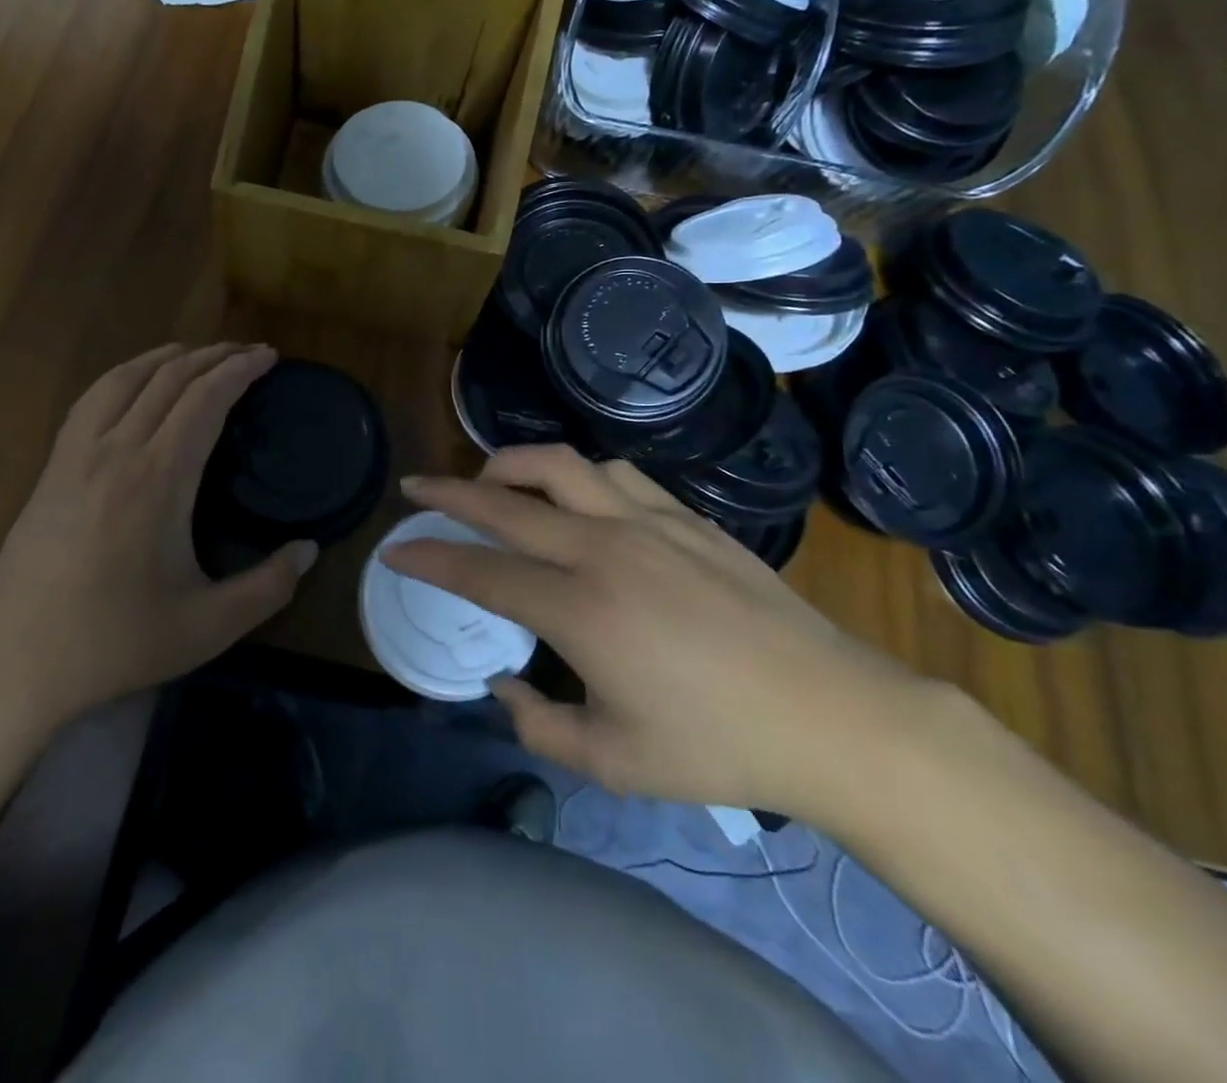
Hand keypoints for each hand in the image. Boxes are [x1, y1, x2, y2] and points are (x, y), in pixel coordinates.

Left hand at [0, 343, 313, 728]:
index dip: (239, 370)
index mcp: (158, 478)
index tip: (269, 357)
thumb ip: (270, 586)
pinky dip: (124, 376)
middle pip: (168, 379)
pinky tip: (133, 384)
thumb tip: (310, 549)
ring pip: (124, 380)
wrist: (17, 662)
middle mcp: (116, 451)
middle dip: (213, 356)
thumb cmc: (117, 642)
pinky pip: (92, 401)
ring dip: (166, 357)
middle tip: (248, 352)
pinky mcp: (52, 469)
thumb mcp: (209, 627)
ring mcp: (76, 456)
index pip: (205, 399)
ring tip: (198, 353)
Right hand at [385, 446, 932, 820]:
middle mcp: (604, 549)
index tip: (394, 548)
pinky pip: (614, 475)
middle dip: (448, 493)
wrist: (831, 715)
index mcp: (580, 610)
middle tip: (415, 489)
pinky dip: (575, 476)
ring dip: (511, 465)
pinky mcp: (686, 517)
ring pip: (560, 466)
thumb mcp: (612, 762)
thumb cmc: (718, 747)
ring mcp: (648, 524)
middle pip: (506, 503)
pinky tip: (574, 496)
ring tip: (490, 479)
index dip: (429, 557)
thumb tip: (503, 684)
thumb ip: (537, 724)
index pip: (481, 571)